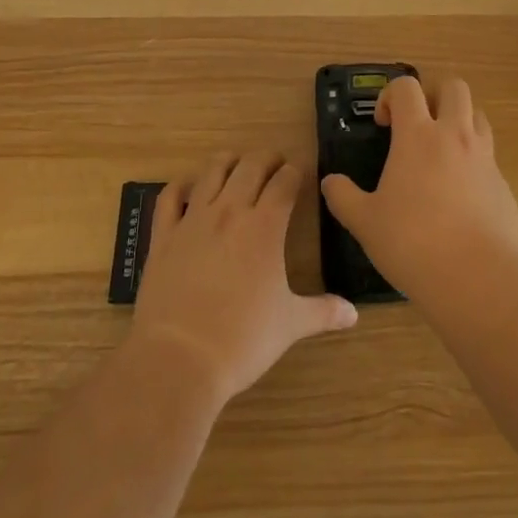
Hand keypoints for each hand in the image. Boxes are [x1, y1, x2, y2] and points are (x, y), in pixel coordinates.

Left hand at [131, 153, 357, 405]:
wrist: (179, 359)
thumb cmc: (243, 340)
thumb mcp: (290, 325)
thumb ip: (323, 312)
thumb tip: (354, 313)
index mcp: (265, 226)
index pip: (285, 181)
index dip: (296, 171)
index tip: (302, 170)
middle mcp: (230, 211)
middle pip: (251, 166)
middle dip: (267, 158)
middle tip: (276, 164)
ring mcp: (193, 220)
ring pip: (212, 171)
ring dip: (229, 161)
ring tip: (238, 164)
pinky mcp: (163, 235)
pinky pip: (170, 196)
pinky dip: (181, 184)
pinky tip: (189, 185)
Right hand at [319, 75, 517, 301]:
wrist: (477, 277)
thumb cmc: (412, 242)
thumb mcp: (365, 222)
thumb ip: (343, 197)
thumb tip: (330, 182)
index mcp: (418, 135)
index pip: (407, 87)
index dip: (391, 95)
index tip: (383, 124)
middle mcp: (455, 136)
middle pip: (454, 87)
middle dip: (434, 96)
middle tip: (419, 125)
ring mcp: (485, 158)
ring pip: (479, 116)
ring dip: (460, 122)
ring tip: (442, 154)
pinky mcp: (504, 185)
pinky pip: (490, 157)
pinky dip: (475, 163)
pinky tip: (461, 197)